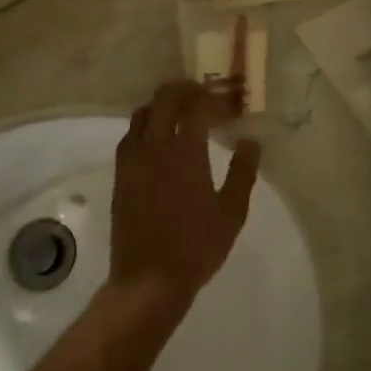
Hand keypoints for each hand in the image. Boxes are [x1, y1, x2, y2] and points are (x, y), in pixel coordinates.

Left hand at [108, 81, 261, 322]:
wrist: (148, 280)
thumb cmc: (196, 247)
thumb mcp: (231, 213)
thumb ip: (243, 172)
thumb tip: (250, 142)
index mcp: (185, 153)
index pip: (198, 107)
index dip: (215, 99)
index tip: (231, 105)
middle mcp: (154, 147)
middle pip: (164, 99)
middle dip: (186, 90)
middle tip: (205, 95)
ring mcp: (132, 160)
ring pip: (142, 113)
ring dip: (163, 105)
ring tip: (183, 114)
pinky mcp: (120, 175)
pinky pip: (131, 136)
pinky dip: (147, 126)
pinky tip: (160, 140)